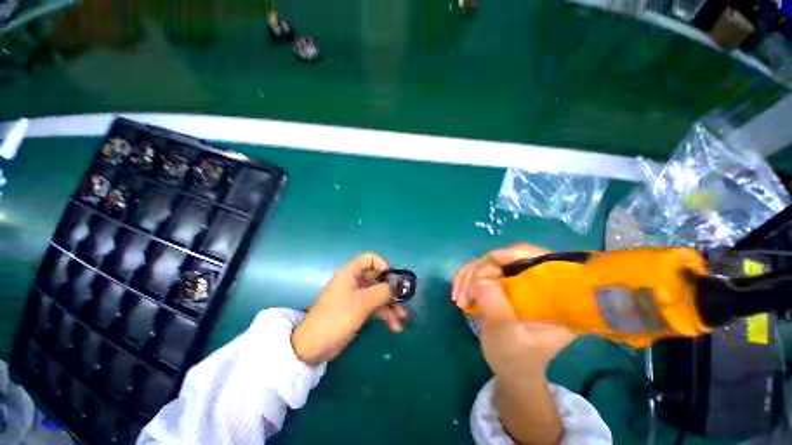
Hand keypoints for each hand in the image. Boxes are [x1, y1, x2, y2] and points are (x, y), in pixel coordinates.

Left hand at [292, 252, 408, 365]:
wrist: (313, 347)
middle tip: (404, 302)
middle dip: (392, 291)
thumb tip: (399, 285)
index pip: (371, 259)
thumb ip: (383, 291)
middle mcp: (355, 281)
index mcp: (351, 272)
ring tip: (402, 319)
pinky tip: (395, 326)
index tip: (393, 280)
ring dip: (391, 306)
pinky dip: (385, 315)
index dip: (384, 266)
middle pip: (378, 278)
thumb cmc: (337, 317)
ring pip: (379, 295)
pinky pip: (375, 307)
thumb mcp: (362, 303)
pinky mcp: (357, 310)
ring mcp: (356, 296)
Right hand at [452, 244, 575, 374]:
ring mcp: (518, 281)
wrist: (512, 370)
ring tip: (459, 299)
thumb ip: (493, 299)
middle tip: (464, 294)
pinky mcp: (504, 284)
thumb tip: (480, 273)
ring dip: (468, 277)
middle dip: (479, 271)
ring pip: (489, 262)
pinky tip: (459, 294)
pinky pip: (480, 271)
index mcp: (554, 295)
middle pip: (506, 257)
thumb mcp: (504, 331)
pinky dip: (466, 280)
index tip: (486, 264)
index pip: (537, 256)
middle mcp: (537, 282)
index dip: (511, 253)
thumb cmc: (515, 357)